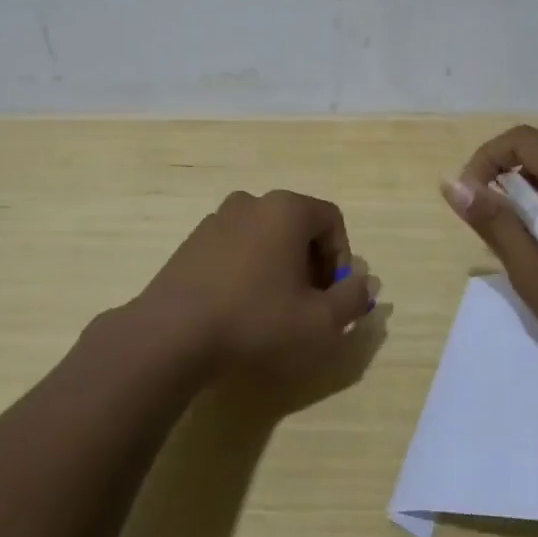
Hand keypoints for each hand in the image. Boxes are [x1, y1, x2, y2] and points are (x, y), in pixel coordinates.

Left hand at [132, 189, 375, 375]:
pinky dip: (249, 269)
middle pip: (299, 226)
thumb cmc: (256, 321)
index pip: (332, 220)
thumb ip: (352, 299)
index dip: (341, 258)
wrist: (171, 335)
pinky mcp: (192, 242)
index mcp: (286, 208)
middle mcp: (252, 202)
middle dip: (312, 263)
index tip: (333, 295)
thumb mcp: (319, 321)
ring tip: (275, 309)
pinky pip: (236, 248)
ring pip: (266, 237)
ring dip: (280, 266)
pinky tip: (241, 307)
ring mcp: (217, 219)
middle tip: (309, 304)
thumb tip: (366, 282)